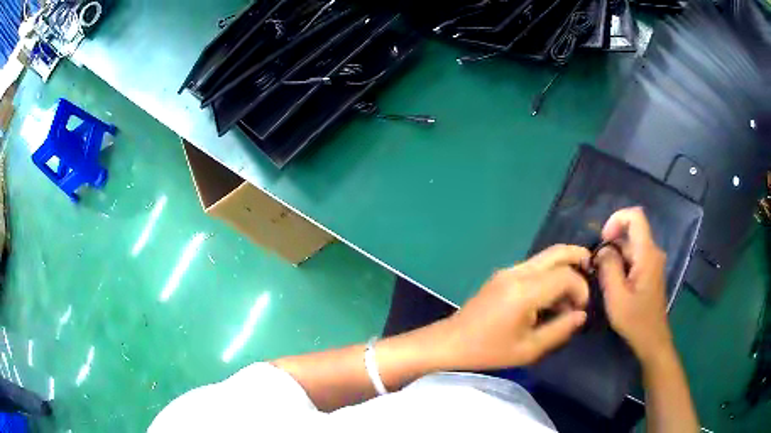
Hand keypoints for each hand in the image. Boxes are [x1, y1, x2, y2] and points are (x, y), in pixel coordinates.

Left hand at [439, 245, 590, 370]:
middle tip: (592, 274)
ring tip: (572, 293)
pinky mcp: (503, 274)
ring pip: (546, 256)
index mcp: (525, 291)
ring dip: (564, 267)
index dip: (581, 289)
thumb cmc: (489, 351)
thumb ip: (560, 330)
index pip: (565, 276)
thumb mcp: (529, 349)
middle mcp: (518, 272)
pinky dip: (550, 272)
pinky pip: (534, 265)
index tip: (581, 309)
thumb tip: (581, 314)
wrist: (451, 342)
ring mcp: (508, 270)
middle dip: (579, 258)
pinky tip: (552, 295)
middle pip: (557, 252)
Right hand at [595, 207, 673, 362]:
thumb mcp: (616, 296)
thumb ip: (608, 267)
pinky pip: (634, 257)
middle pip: (631, 233)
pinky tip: (614, 284)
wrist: (652, 339)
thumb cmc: (634, 320)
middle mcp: (653, 252)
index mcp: (647, 254)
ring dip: (615, 256)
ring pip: (631, 246)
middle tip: (597, 268)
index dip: (617, 219)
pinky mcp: (650, 271)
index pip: (635, 216)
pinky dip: (621, 264)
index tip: (603, 239)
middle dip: (611, 244)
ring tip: (603, 279)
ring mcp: (653, 262)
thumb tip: (603, 249)